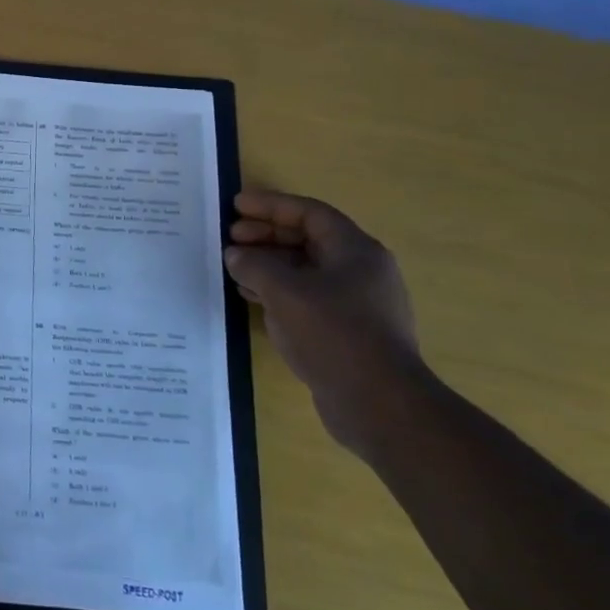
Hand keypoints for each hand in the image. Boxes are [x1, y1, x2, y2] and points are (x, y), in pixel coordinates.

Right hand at [225, 190, 427, 453]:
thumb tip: (236, 254)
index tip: (236, 205)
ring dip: (268, 263)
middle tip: (230, 237)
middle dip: (266, 235)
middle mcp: (360, 271)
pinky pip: (306, 296)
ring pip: (304, 269)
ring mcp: (355, 302)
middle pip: (308, 239)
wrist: (378, 403)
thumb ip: (255, 265)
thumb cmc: (334, 334)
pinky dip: (277, 290)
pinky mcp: (346, 330)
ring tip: (233, 266)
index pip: (309, 213)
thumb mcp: (284, 292)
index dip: (271, 205)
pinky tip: (250, 297)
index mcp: (355, 251)